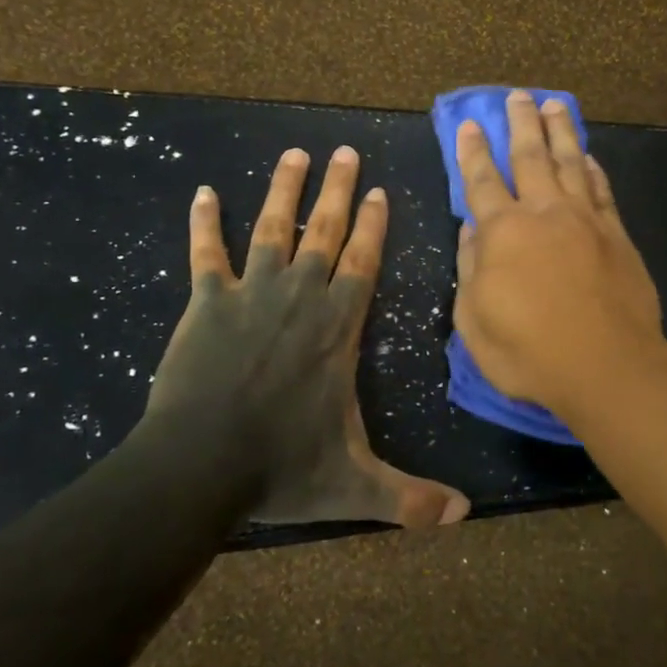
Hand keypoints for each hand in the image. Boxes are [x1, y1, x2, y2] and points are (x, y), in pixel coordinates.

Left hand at [146, 145, 469, 528]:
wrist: (199, 466)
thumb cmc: (282, 468)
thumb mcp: (355, 486)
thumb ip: (410, 497)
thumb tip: (466, 517)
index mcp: (338, 327)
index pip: (363, 262)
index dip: (373, 225)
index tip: (377, 189)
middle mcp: (301, 297)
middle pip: (324, 230)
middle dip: (337, 188)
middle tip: (343, 150)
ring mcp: (251, 294)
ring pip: (273, 228)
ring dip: (284, 188)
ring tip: (293, 153)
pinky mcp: (206, 303)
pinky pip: (206, 254)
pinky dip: (204, 223)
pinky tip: (202, 192)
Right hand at [453, 91, 666, 420]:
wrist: (607, 367)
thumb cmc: (529, 351)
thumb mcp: (474, 320)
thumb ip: (470, 269)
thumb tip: (470, 232)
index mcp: (503, 232)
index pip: (482, 181)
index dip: (473, 152)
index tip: (470, 124)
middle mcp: (544, 213)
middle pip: (530, 157)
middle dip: (521, 124)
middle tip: (518, 96)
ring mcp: (586, 220)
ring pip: (571, 163)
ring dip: (560, 132)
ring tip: (554, 105)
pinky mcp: (617, 235)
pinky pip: (602, 190)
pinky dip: (593, 169)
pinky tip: (589, 156)